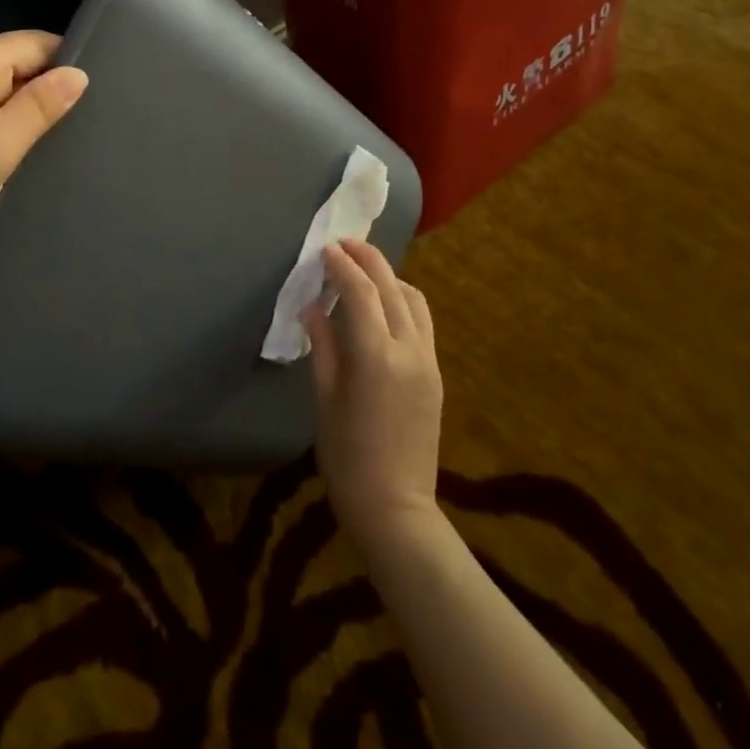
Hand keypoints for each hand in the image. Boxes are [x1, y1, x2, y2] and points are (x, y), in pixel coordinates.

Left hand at [0, 31, 87, 284]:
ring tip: (62, 144)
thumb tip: (78, 74)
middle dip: (47, 91)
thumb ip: (39, 108)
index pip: (31, 43)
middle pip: (13, 69)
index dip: (67, 58)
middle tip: (91, 123)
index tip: (104, 86)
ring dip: (22, 119)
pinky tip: (17, 160)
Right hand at [305, 240, 443, 548]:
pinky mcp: (436, 374)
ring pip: (414, 300)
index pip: (360, 292)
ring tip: (363, 270)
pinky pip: (423, 322)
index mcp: (375, 356)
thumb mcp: (324, 398)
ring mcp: (427, 361)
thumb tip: (313, 306)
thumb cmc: (346, 455)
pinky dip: (403, 300)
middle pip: (391, 286)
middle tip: (345, 243)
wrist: (395, 506)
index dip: (342, 265)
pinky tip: (383, 305)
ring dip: (389, 277)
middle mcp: (408, 349)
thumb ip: (322, 345)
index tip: (325, 249)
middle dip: (368, 259)